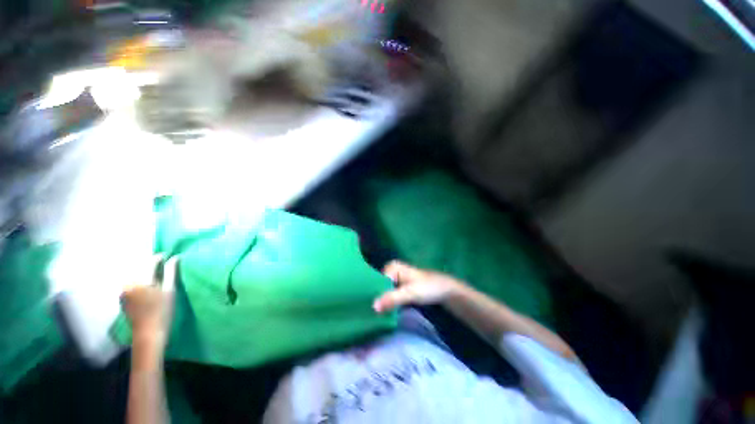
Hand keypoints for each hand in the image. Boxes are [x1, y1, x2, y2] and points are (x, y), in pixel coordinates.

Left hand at [121, 255, 176, 346]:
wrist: (148, 335)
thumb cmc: (162, 312)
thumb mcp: (170, 290)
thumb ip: (171, 272)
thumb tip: (175, 257)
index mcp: (141, 280)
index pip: (150, 261)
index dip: (161, 257)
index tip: (170, 257)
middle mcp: (128, 283)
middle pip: (142, 268)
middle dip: (153, 267)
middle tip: (165, 269)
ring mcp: (123, 292)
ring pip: (137, 276)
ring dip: (147, 275)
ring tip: (158, 280)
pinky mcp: (123, 299)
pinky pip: (132, 285)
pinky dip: (141, 283)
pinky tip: (149, 290)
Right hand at [373, 261, 466, 312]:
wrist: (446, 291)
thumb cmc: (428, 288)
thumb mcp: (410, 293)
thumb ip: (392, 298)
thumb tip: (373, 307)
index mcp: (392, 267)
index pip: (376, 282)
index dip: (372, 295)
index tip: (368, 309)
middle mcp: (391, 271)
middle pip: (379, 287)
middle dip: (376, 299)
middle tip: (370, 314)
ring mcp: (396, 280)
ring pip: (384, 292)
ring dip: (381, 303)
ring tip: (374, 316)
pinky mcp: (400, 288)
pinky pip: (390, 296)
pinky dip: (388, 304)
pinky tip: (384, 314)